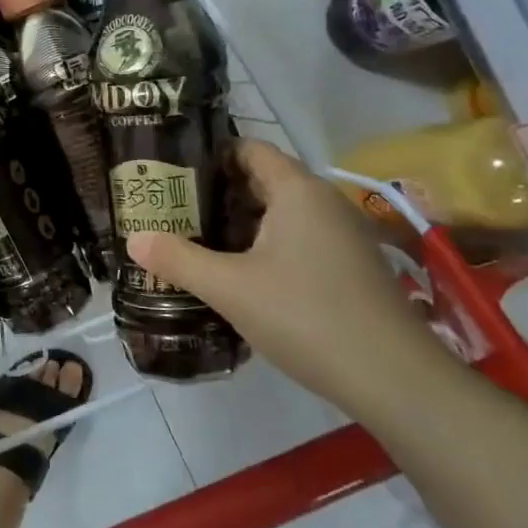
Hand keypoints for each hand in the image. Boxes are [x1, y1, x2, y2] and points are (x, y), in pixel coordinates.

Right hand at [127, 140, 441, 408]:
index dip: (211, 156)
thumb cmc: (305, 316)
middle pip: (264, 180)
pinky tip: (243, 276)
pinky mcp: (352, 265)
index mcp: (297, 190)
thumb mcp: (230, 289)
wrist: (393, 378)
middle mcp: (324, 201)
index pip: (250, 149)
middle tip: (174, 211)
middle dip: (219, 194)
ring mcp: (344, 234)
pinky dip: (268, 246)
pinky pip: (300, 239)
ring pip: (282, 213)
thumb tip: (133, 239)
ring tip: (198, 242)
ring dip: (242, 224)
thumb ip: (179, 260)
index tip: (173, 174)